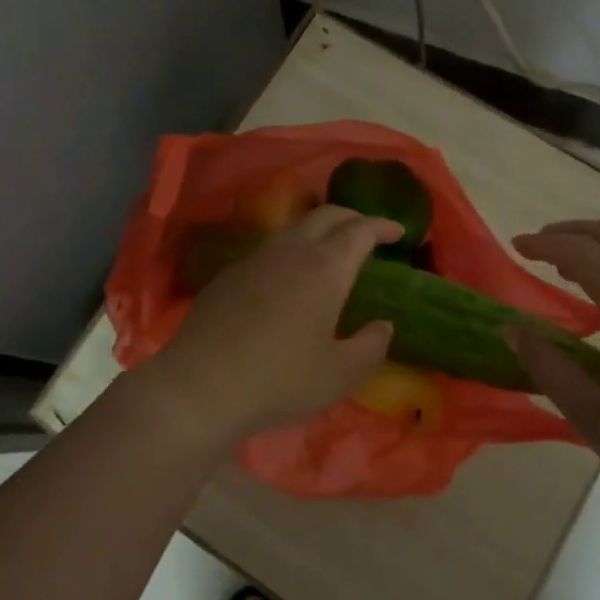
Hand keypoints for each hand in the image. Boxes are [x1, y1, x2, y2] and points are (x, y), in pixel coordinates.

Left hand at [137, 205, 401, 452]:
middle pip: (327, 214)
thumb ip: (370, 347)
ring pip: (295, 225)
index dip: (382, 225)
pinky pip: (270, 245)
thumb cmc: (279, 379)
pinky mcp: (230, 272)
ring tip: (330, 247)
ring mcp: (256, 257)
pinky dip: (292, 246)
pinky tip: (289, 273)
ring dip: (320, 227)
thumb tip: (384, 325)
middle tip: (367, 232)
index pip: (360, 230)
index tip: (398, 231)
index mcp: (326, 267)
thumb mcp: (339, 374)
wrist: (201, 384)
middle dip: (352, 217)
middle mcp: (292, 250)